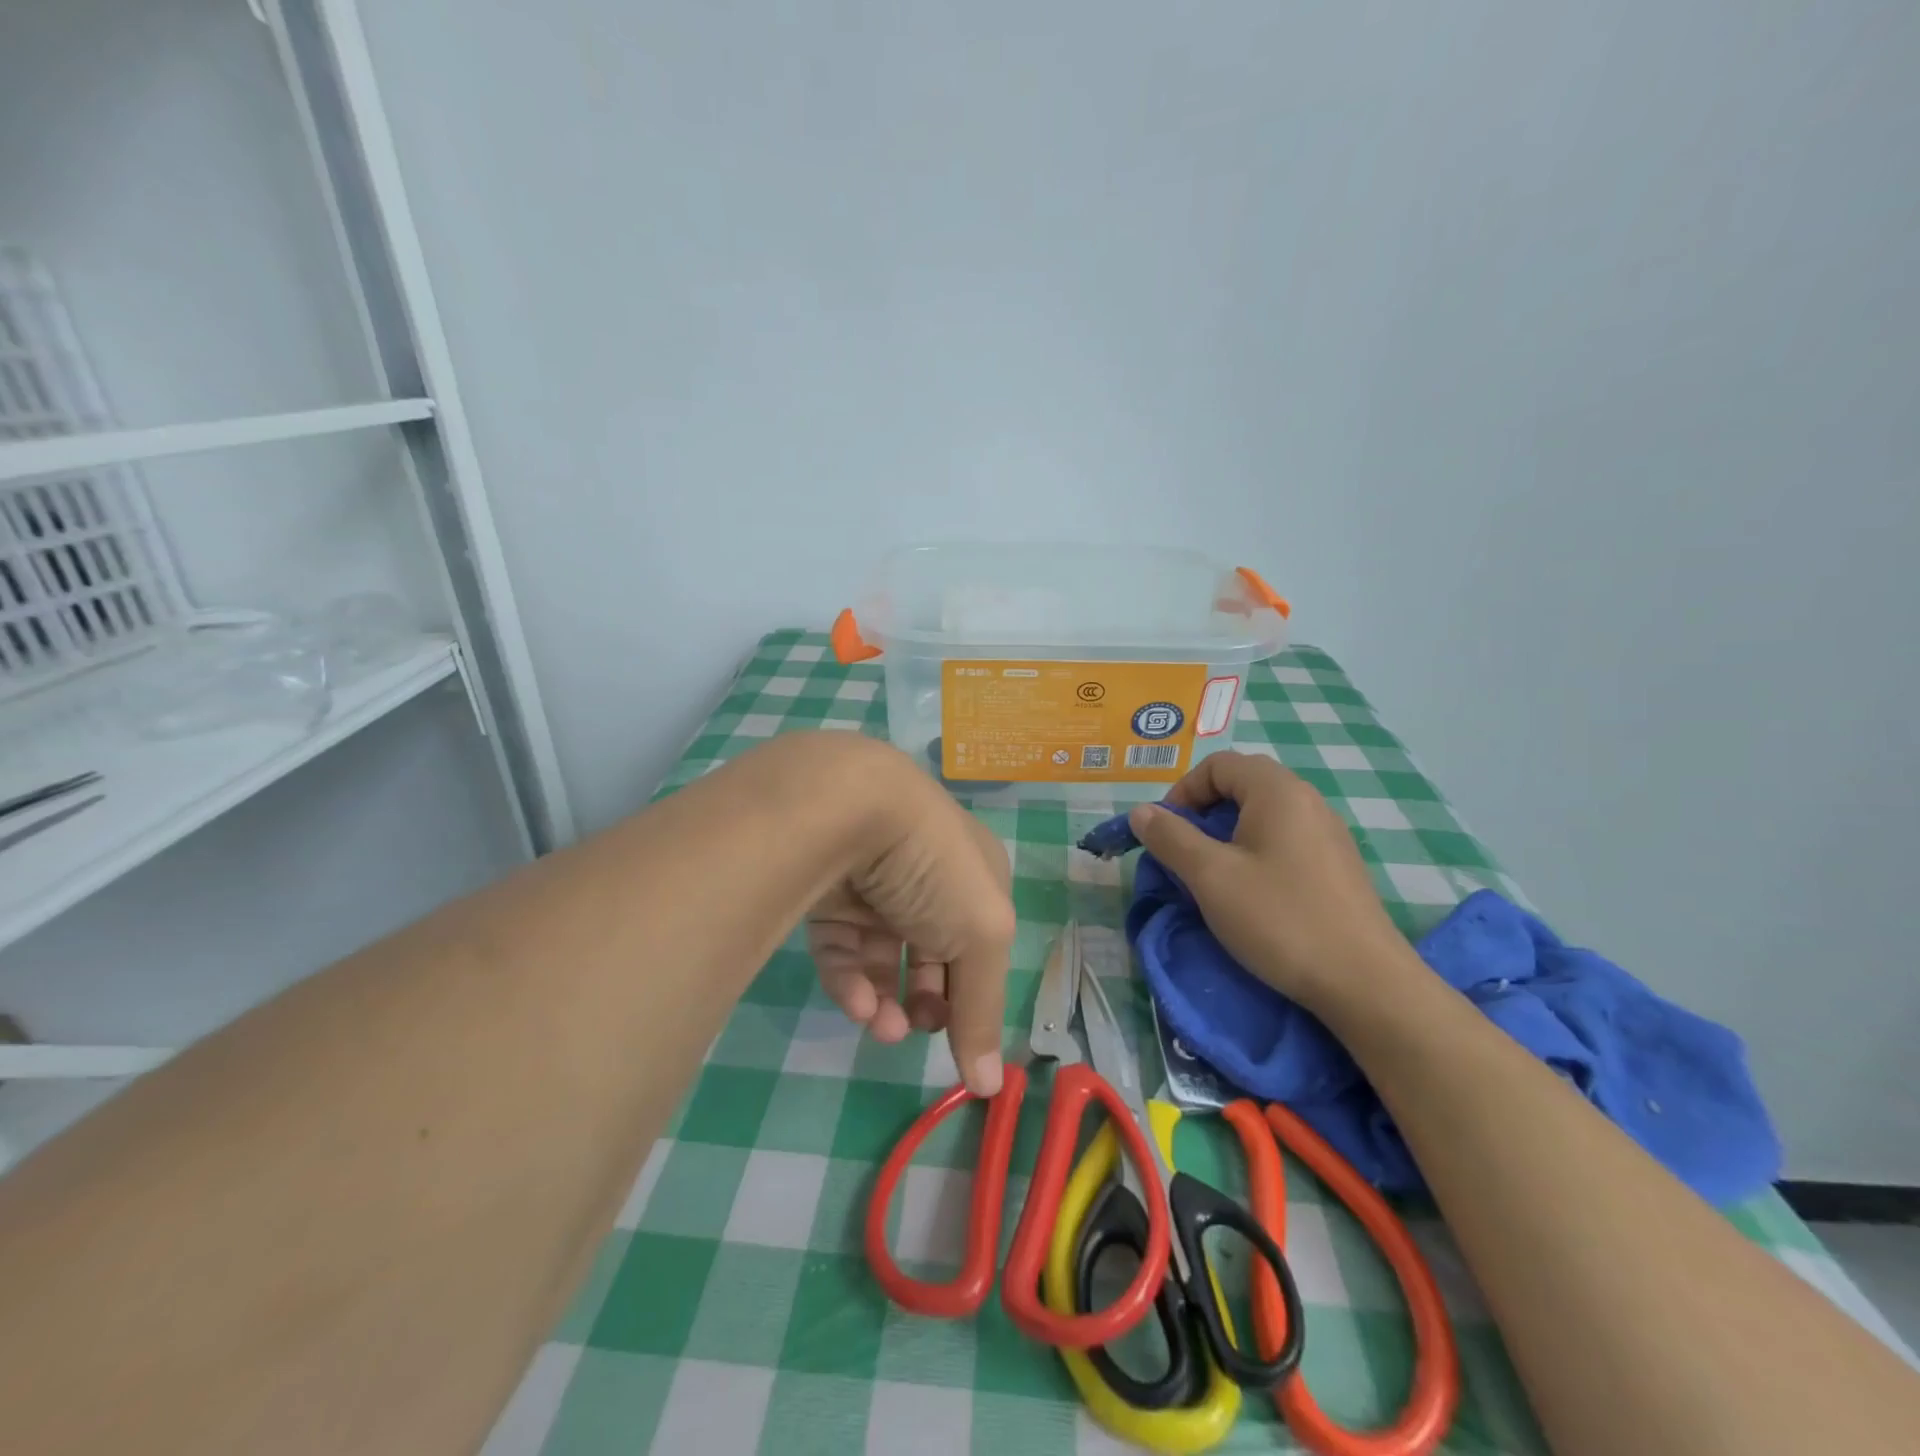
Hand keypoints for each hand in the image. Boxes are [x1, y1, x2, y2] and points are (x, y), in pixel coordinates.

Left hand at [806, 743, 1013, 1095]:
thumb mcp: (981, 936)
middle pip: (929, 950)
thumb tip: (990, 1087)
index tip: (959, 1035)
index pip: (979, 939)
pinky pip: (841, 945)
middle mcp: (925, 874)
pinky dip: (850, 980)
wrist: (848, 805)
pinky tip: (857, 1006)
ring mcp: (873, 882)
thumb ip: (983, 1010)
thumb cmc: (934, 866)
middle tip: (917, 1030)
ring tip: (882, 1029)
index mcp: (974, 872)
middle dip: (927, 999)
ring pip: (880, 954)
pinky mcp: (826, 890)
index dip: (972, 987)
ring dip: (885, 999)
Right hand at [1126, 751, 1411, 1012]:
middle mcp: (1307, 800)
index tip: (1166, 832)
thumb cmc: (1279, 919)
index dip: (1183, 791)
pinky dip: (1255, 852)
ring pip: (1263, 815)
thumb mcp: (1210, 877)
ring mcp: (1328, 833)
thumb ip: (1170, 837)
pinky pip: (1285, 840)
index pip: (1218, 765)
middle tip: (1185, 853)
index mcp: (1277, 791)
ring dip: (1228, 835)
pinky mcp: (1338, 866)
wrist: (1364, 983)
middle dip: (1203, 813)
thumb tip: (1141, 812)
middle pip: (1242, 785)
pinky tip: (1252, 894)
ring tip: (1213, 876)